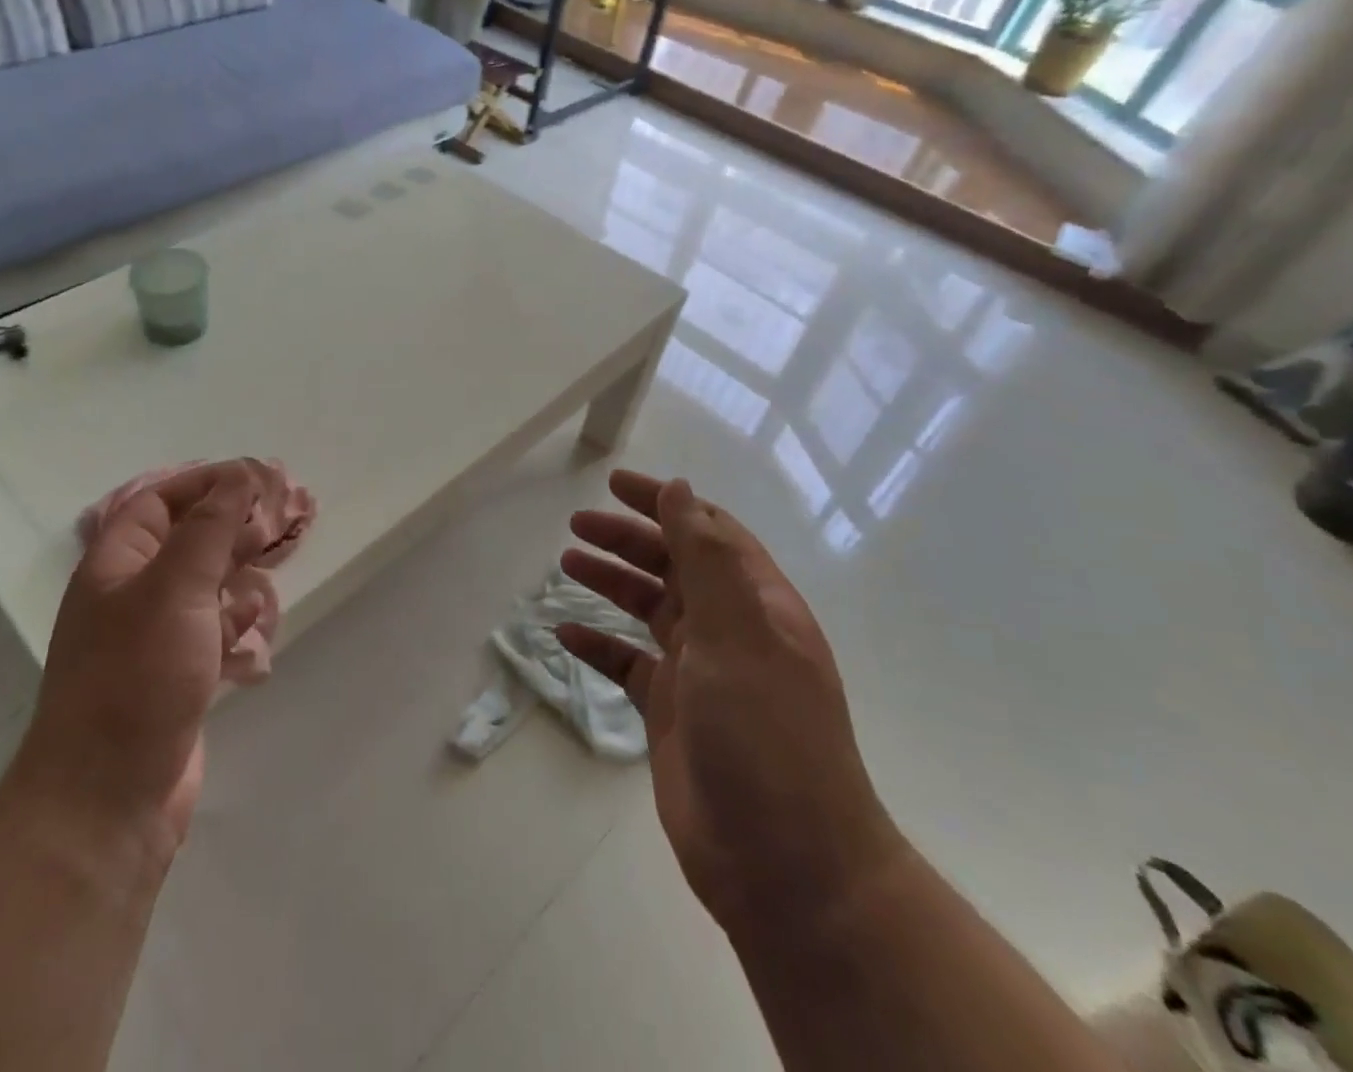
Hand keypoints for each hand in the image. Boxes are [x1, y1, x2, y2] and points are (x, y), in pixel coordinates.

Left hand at [2, 460, 284, 865]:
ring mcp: (151, 641)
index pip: (158, 503)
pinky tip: (257, 620)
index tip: (255, 479)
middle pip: (183, 542)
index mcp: (115, 566)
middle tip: (277, 519)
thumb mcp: (175, 588)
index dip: (204, 484)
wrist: (106, 801)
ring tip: (274, 561)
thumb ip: (210, 529)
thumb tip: (239, 475)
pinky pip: (209, 632)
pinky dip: (234, 621)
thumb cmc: (137, 677)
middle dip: (228, 526)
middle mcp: (130, 596)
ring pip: (201, 587)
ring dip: (236, 571)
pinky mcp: (174, 679)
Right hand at [557, 470, 905, 930]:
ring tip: (566, 562)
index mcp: (757, 605)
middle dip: (627, 539)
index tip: (615, 485)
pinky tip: (564, 633)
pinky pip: (627, 664)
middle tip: (577, 525)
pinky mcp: (671, 714)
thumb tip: (683, 490)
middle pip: (672, 566)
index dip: (665, 503)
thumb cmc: (766, 736)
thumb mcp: (737, 635)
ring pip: (647, 610)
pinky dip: (598, 644)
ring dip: (610, 582)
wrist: (788, 868)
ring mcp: (700, 674)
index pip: (708, 532)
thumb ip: (707, 559)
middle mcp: (730, 631)